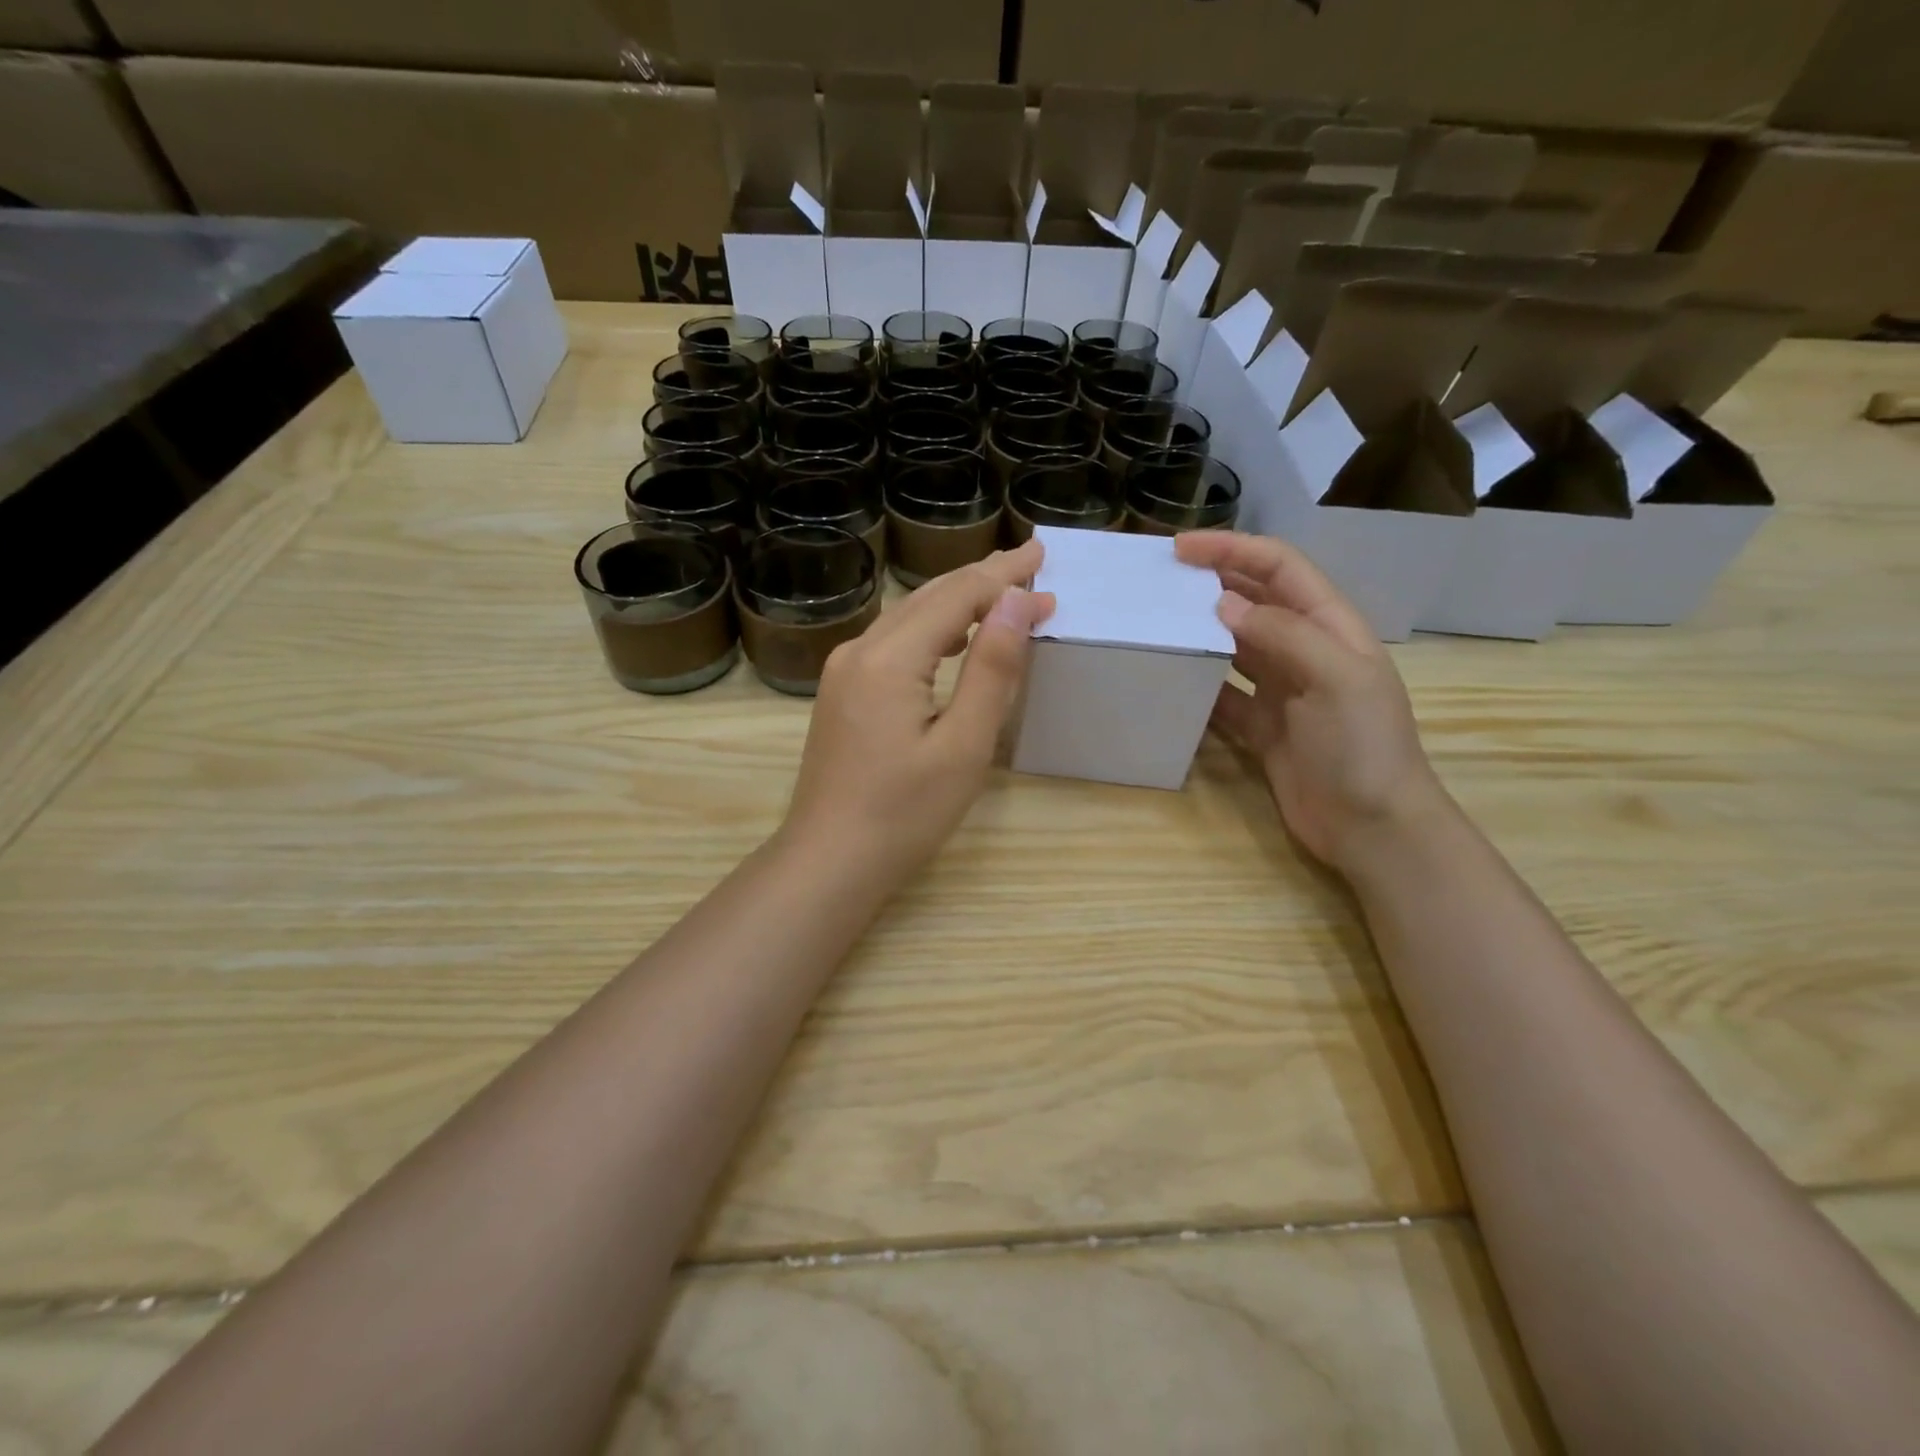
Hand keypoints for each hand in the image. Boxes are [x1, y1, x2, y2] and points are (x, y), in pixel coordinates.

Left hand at [781, 540, 1055, 885]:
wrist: (829, 860)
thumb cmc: (904, 813)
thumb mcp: (964, 745)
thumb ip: (992, 668)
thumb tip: (1017, 602)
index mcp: (890, 658)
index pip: (957, 596)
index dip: (1005, 580)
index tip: (1047, 567)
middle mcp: (860, 651)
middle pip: (929, 597)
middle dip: (982, 577)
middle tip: (1030, 561)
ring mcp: (844, 671)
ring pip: (908, 617)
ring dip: (957, 600)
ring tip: (1001, 591)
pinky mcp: (842, 693)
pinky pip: (893, 642)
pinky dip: (931, 629)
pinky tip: (952, 638)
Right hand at [1176, 532, 1450, 871]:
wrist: (1371, 826)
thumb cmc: (1362, 746)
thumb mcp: (1335, 678)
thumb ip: (1282, 634)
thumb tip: (1223, 605)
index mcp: (1330, 627)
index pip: (1279, 568)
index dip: (1233, 550)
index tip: (1181, 549)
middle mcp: (1305, 651)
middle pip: (1254, 601)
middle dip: (1212, 582)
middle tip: (1160, 581)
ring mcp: (1282, 690)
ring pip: (1235, 645)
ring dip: (1202, 630)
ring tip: (1157, 622)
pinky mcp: (1262, 727)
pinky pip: (1223, 694)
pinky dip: (1199, 684)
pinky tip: (1170, 678)